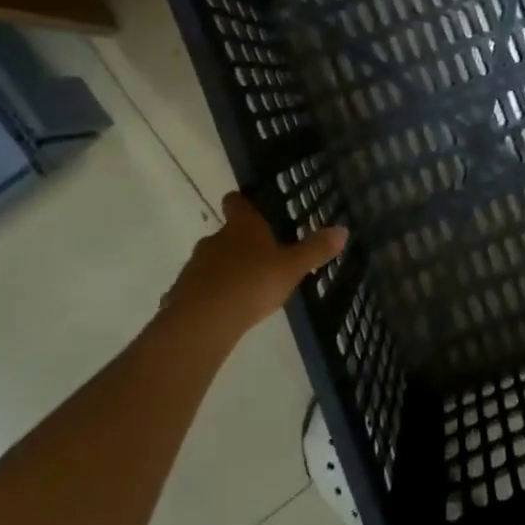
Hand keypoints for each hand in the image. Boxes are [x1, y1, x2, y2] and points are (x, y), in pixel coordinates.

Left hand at [162, 193, 347, 341]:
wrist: (203, 321)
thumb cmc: (252, 283)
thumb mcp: (292, 268)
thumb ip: (315, 250)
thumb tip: (342, 229)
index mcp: (242, 227)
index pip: (236, 202)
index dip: (242, 203)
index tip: (250, 208)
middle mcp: (215, 239)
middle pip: (225, 233)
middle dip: (240, 244)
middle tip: (261, 259)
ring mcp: (195, 265)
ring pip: (212, 261)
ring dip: (225, 270)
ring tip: (245, 289)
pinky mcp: (182, 292)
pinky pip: (199, 288)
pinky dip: (210, 294)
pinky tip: (224, 311)